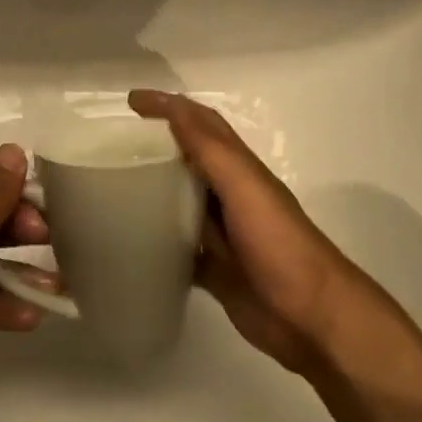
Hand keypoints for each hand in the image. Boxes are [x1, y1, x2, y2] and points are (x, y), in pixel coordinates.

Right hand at [129, 90, 404, 377]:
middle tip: (109, 145)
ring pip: (179, 202)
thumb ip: (211, 149)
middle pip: (187, 159)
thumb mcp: (245, 187)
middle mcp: (229, 195)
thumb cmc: (279, 244)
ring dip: (150, 191)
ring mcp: (222, 234)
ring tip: (109, 189)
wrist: (312, 319)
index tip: (129, 101)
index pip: (200, 124)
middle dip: (153, 144)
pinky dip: (154, 242)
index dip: (169, 106)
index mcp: (239, 169)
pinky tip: (128, 244)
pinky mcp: (215, 270)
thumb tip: (173, 107)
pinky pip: (177, 249)